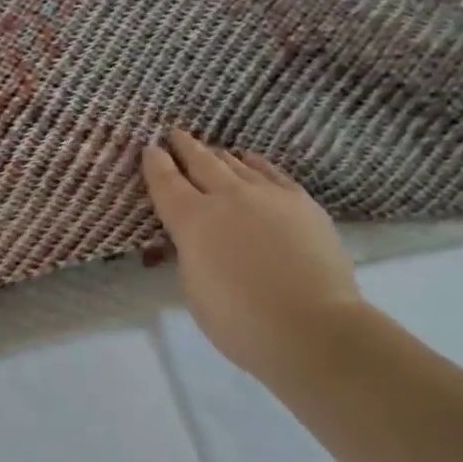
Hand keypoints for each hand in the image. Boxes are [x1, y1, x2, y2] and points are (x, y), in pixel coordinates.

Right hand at [141, 130, 365, 382]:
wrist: (313, 327)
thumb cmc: (239, 321)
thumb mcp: (193, 288)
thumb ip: (188, 253)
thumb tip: (193, 238)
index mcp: (191, 220)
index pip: (165, 182)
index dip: (154, 163)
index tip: (149, 149)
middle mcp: (227, 197)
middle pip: (200, 161)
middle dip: (184, 146)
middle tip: (174, 134)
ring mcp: (268, 195)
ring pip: (236, 163)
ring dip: (218, 154)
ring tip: (210, 149)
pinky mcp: (301, 202)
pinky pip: (270, 171)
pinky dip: (254, 162)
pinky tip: (250, 160)